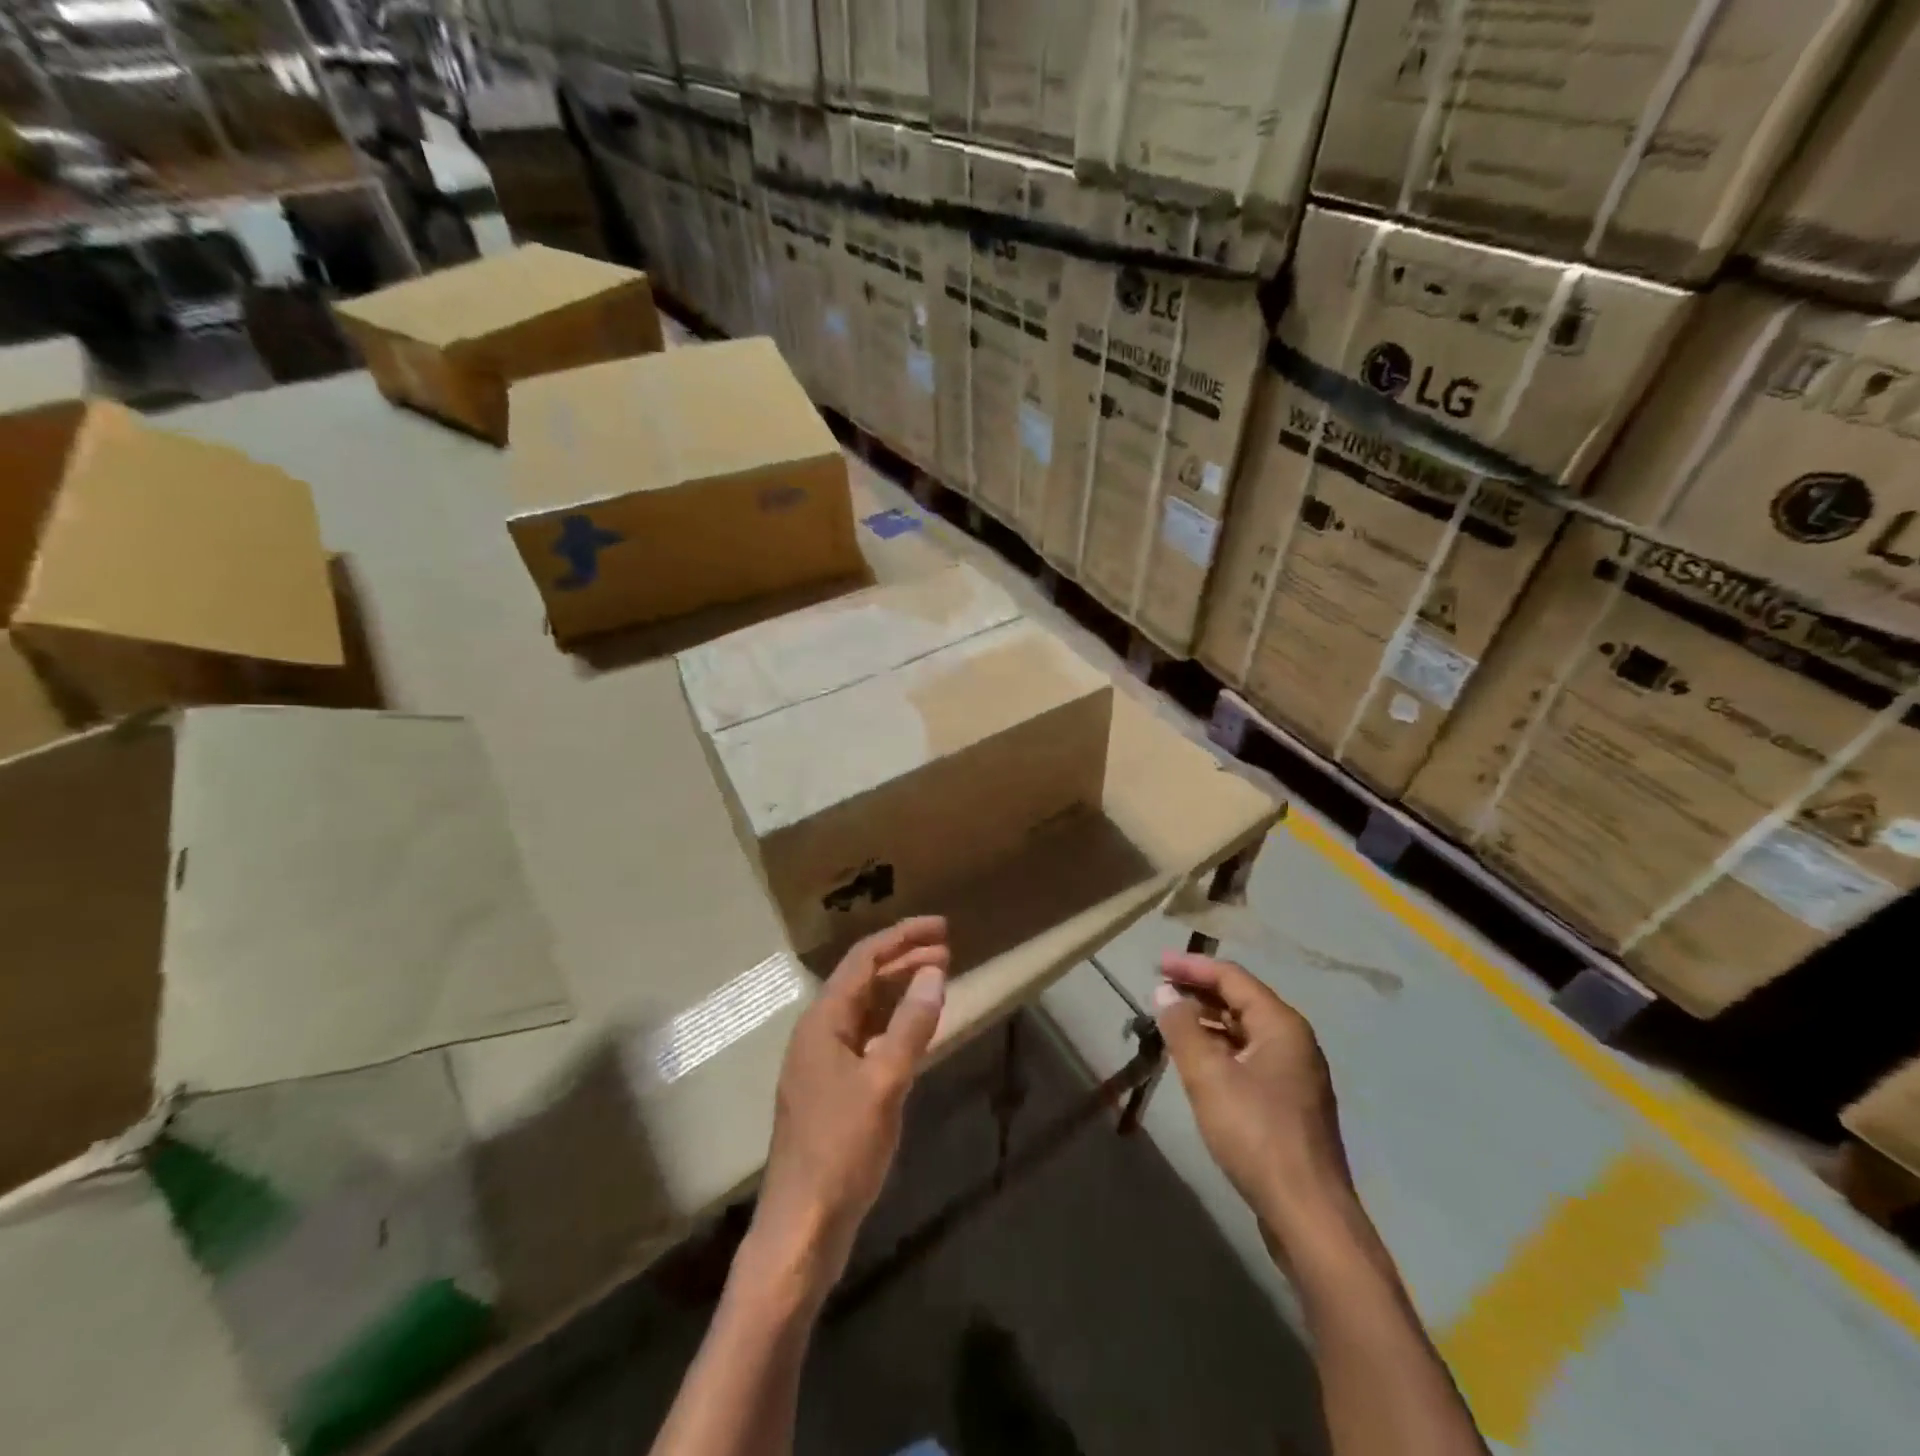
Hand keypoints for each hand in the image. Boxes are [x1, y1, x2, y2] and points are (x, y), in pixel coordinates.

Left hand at [751, 916, 949, 1293]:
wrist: (802, 1228)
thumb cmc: (841, 1150)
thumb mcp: (884, 1083)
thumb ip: (911, 1026)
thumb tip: (934, 973)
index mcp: (823, 1021)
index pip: (863, 960)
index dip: (902, 937)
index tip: (941, 927)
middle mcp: (819, 1033)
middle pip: (863, 981)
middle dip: (904, 960)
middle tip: (948, 951)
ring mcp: (824, 1064)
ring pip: (866, 1010)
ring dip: (899, 991)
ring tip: (938, 980)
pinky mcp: (833, 1091)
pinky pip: (867, 1039)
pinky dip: (894, 1026)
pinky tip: (917, 1032)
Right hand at [1154, 952, 1353, 1238]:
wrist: (1307, 1213)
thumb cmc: (1256, 1134)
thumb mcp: (1208, 1076)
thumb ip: (1182, 1028)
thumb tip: (1164, 992)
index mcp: (1281, 1025)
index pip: (1232, 978)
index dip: (1192, 967)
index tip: (1156, 963)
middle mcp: (1294, 1041)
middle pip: (1240, 1001)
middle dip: (1198, 992)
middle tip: (1159, 990)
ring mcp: (1295, 1074)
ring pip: (1244, 1032)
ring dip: (1207, 1022)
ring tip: (1170, 1023)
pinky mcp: (1289, 1103)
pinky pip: (1249, 1058)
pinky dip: (1220, 1049)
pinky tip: (1197, 1062)